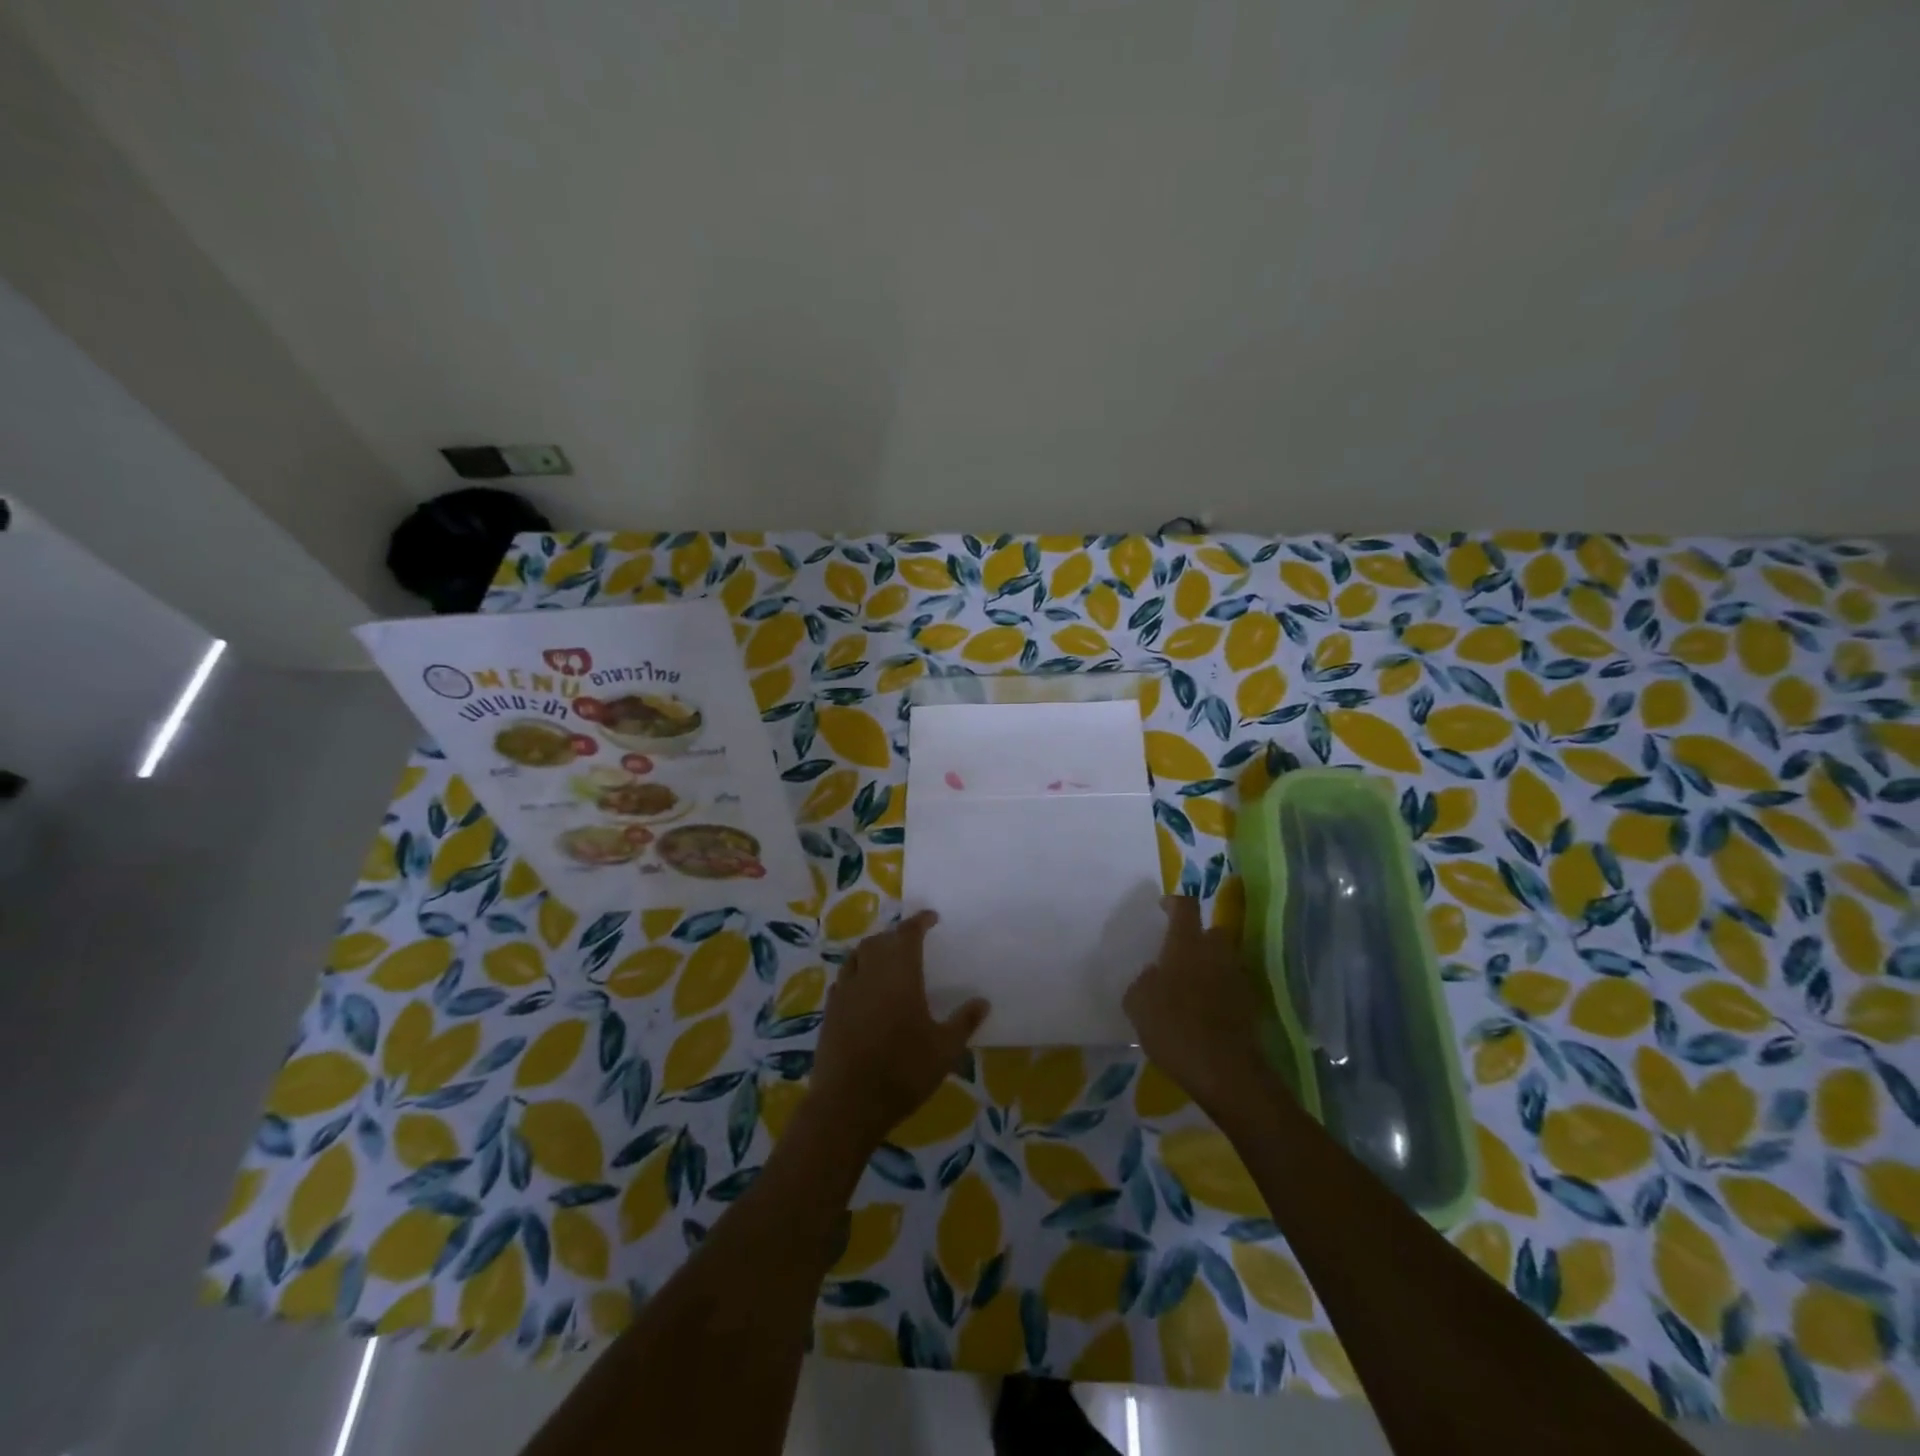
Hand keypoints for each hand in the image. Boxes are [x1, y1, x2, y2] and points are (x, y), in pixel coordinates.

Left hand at [810, 910, 988, 1144]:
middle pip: (879, 941)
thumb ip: (964, 1022)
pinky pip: (843, 980)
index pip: (908, 934)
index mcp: (899, 975)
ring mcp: (845, 992)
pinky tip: (864, 990)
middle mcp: (869, 974)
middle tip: (911, 942)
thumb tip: (983, 1001)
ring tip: (887, 960)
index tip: (931, 917)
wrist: (848, 1104)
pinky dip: (856, 974)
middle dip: (895, 935)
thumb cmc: (903, 1071)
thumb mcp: (944, 1050)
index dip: (919, 921)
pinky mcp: (829, 1012)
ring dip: (873, 951)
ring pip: (857, 957)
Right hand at [1123, 896, 1278, 1117]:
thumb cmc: (1174, 1028)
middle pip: (1212, 931)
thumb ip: (1143, 981)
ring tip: (1190, 985)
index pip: (1186, 907)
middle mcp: (1216, 952)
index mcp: (1186, 944)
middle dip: (1197, 936)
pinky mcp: (1251, 1004)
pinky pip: (1231, 985)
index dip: (1174, 903)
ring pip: (1223, 959)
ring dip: (1209, 964)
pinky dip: (1220, 990)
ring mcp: (1238, 978)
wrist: (1225, 1071)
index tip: (1163, 907)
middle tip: (1178, 952)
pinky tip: (1205, 1010)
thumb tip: (1154, 975)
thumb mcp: (1138, 1003)